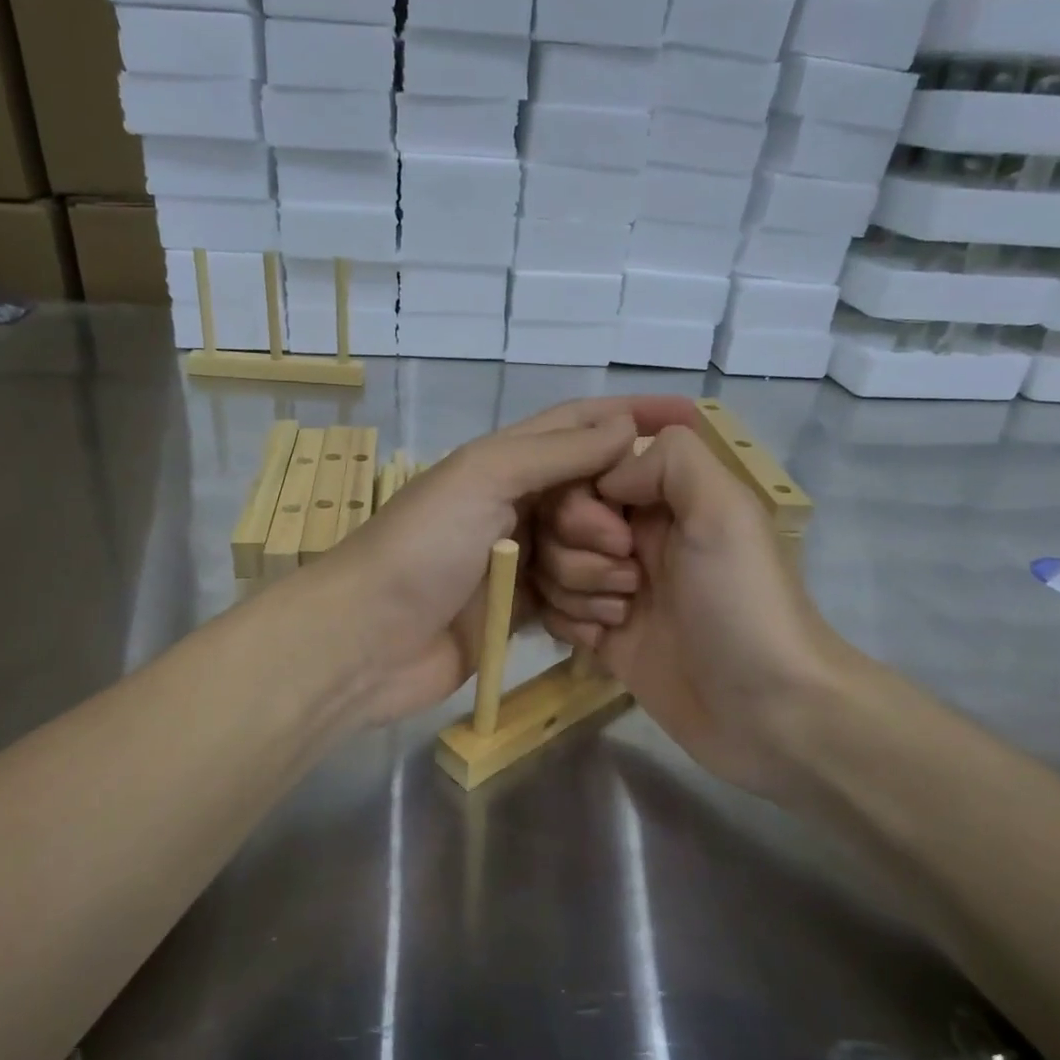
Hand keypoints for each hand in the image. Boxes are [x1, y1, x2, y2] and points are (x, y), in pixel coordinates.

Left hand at [310, 397, 700, 726]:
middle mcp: (512, 506)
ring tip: (616, 588)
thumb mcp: (483, 478)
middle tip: (627, 545)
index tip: (694, 420)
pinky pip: (567, 600)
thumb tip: (622, 425)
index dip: (633, 417)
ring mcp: (513, 562)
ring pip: (585, 552)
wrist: (365, 641)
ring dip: (601, 569)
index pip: (579, 426)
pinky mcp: (513, 612)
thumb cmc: (420, 548)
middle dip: (614, 517)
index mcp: (503, 463)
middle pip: (591, 495)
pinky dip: (585, 607)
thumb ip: (553, 452)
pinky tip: (605, 619)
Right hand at [532, 423, 858, 789]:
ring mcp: (617, 588)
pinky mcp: (603, 635)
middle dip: (579, 554)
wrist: (765, 711)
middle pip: (559, 524)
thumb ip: (671, 461)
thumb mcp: (725, 511)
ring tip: (623, 616)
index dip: (582, 505)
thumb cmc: (743, 604)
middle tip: (631, 582)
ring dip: (577, 591)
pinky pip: (554, 611)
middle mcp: (635, 538)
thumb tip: (606, 477)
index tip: (615, 536)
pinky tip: (603, 641)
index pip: (585, 477)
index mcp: (664, 501)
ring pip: (552, 568)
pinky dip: (569, 623)